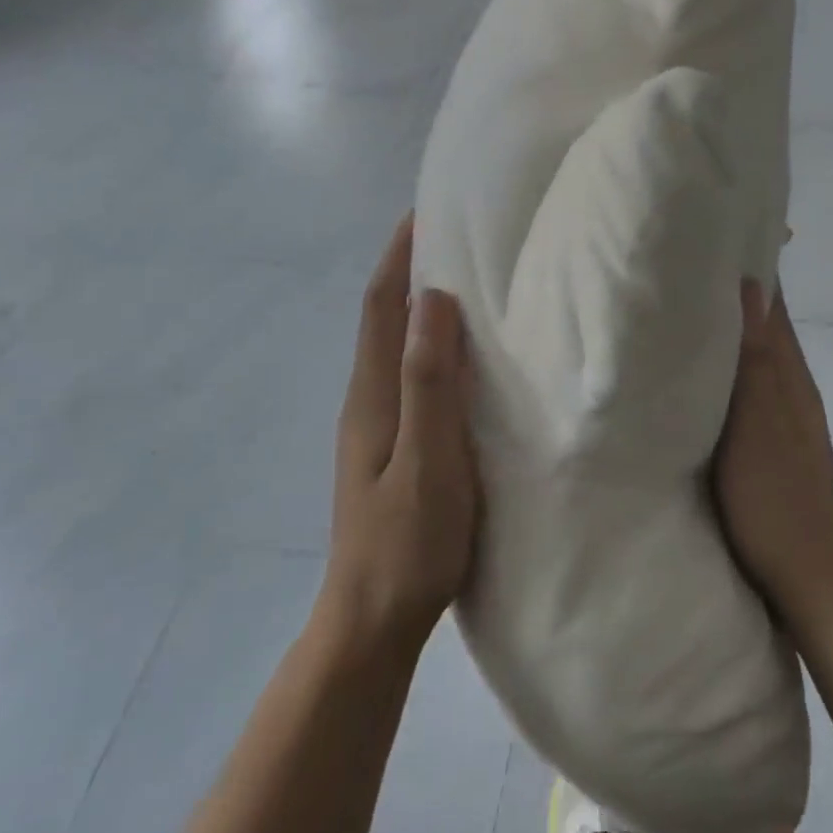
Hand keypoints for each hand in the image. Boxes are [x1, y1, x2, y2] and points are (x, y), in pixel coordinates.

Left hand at [326, 216, 480, 648]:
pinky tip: (460, 353)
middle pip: (384, 318)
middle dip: (409, 268)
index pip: (381, 306)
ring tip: (464, 277)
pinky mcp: (393, 446)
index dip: (399, 255)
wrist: (372, 622)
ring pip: (396, 346)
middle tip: (455, 233)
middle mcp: (368, 400)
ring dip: (419, 304)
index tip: (426, 210)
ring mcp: (377, 425)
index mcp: (373, 396)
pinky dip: (429, 343)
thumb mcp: (428, 461)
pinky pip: (409, 374)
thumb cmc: (408, 543)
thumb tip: (433, 299)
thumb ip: (430, 383)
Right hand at [713, 284, 832, 618]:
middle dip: (731, 298)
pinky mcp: (769, 450)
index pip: (774, 307)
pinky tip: (696, 381)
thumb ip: (754, 360)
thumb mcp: (758, 426)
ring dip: (726, 336)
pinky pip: (744, 395)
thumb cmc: (777, 500)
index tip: (714, 238)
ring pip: (753, 362)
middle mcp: (790, 391)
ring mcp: (783, 423)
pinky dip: (724, 376)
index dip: (751, 271)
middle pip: (763, 330)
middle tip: (680, 269)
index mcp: (790, 378)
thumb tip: (752, 286)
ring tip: (680, 313)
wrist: (810, 583)